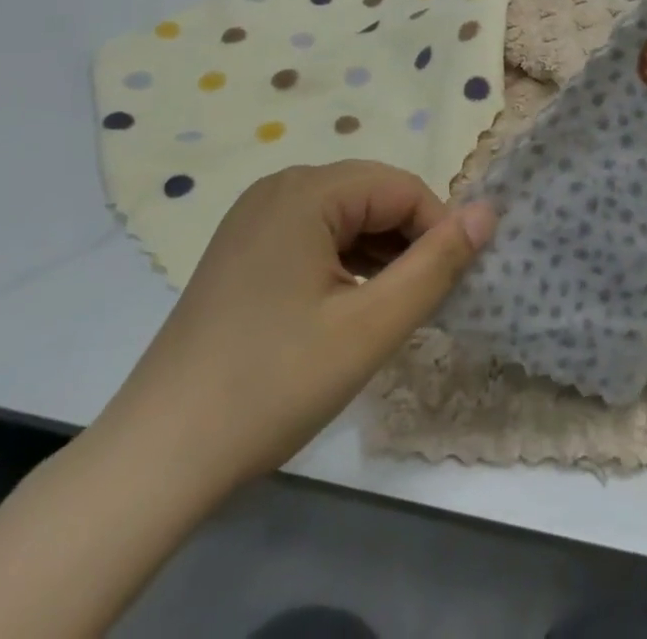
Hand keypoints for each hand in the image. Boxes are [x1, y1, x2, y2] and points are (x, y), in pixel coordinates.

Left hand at [99, 161, 494, 496]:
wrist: (156, 458)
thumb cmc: (273, 384)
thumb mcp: (371, 327)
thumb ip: (437, 264)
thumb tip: (489, 212)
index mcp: (306, 190)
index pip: (401, 188)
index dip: (437, 231)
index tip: (452, 286)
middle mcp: (279, 187)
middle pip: (371, 196)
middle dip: (407, 241)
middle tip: (420, 303)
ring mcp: (254, 218)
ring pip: (344, 217)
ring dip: (378, 254)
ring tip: (387, 311)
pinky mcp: (242, 249)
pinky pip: (312, 236)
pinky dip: (343, 264)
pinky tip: (345, 310)